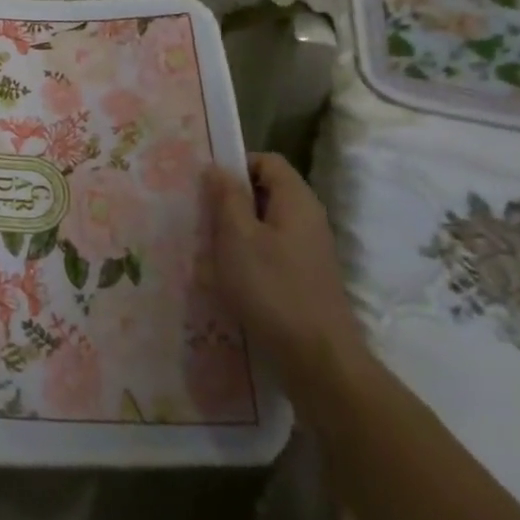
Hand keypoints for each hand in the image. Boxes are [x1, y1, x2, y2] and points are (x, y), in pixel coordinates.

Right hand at [208, 153, 366, 408]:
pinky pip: (272, 250)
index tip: (207, 186)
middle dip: (231, 200)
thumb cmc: (272, 289)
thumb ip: (227, 197)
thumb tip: (218, 167)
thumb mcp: (238, 237)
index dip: (236, 165)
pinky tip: (229, 277)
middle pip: (266, 191)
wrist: (318, 359)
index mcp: (296, 201)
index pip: (267, 161)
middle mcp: (308, 219)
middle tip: (201, 217)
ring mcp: (309, 250)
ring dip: (236, 231)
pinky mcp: (305, 277)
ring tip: (208, 249)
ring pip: (266, 223)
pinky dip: (249, 255)